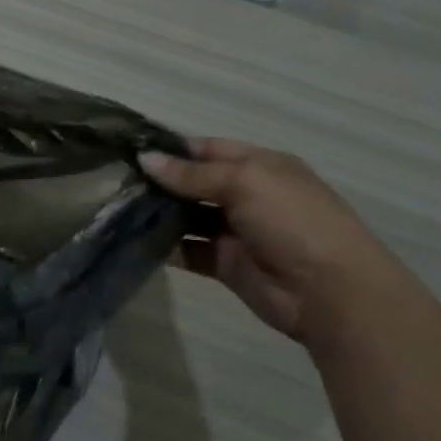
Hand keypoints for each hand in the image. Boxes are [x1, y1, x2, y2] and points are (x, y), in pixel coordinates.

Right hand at [138, 141, 398, 343]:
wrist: (328, 291)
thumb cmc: (293, 221)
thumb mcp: (245, 183)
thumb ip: (192, 173)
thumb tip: (144, 160)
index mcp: (260, 166)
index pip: (207, 149)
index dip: (171, 149)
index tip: (128, 151)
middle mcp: (246, 195)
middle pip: (193, 182)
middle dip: (157, 181)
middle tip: (112, 180)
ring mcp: (234, 230)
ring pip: (186, 216)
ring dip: (156, 213)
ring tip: (115, 208)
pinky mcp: (223, 262)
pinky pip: (186, 249)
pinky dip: (162, 245)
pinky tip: (132, 238)